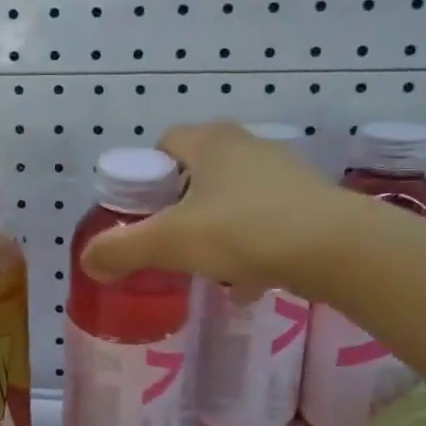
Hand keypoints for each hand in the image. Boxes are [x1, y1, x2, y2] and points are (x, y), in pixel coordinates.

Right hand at [81, 123, 361, 298]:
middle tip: (169, 241)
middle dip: (180, 209)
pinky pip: (266, 223)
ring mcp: (284, 174)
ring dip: (216, 231)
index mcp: (211, 142)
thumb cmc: (243, 230)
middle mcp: (248, 147)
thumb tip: (88, 261)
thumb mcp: (170, 242)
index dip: (146, 176)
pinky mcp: (310, 205)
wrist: (337, 249)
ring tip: (207, 268)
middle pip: (198, 174)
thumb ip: (123, 249)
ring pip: (233, 201)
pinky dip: (251, 249)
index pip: (165, 143)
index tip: (140, 212)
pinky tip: (247, 283)